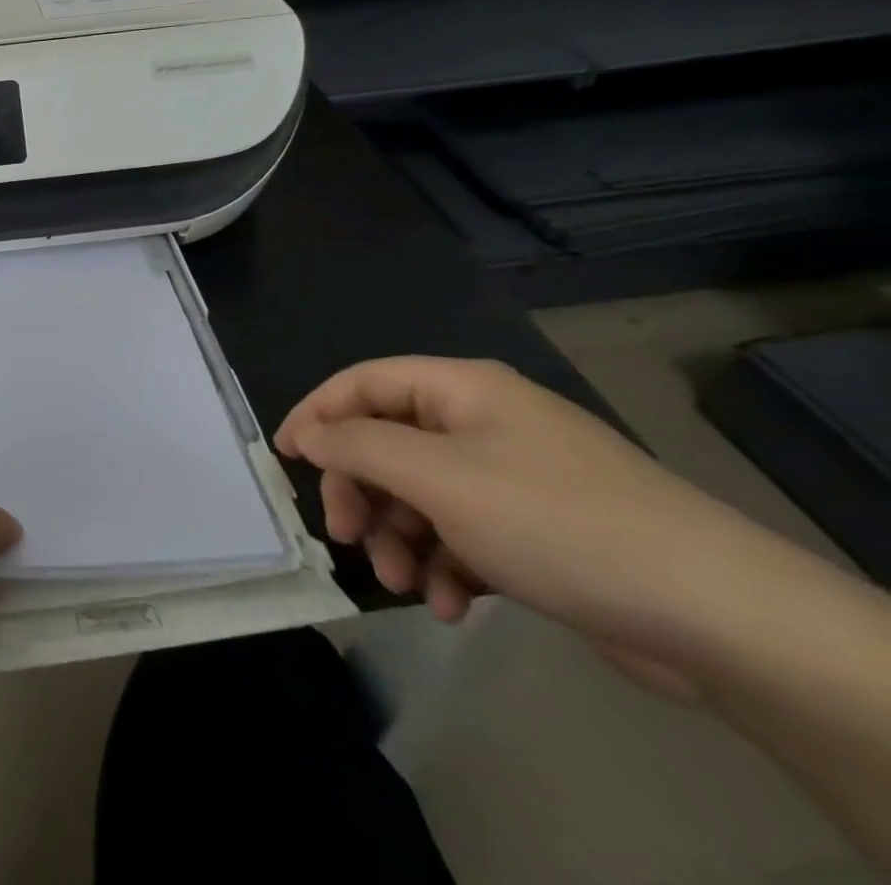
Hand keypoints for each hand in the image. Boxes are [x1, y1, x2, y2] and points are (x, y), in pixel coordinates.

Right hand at [274, 356, 763, 695]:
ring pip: (422, 495)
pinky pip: (464, 534)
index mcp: (461, 390)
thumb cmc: (553, 521)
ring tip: (405, 585)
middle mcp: (483, 423)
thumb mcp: (437, 478)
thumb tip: (308, 433)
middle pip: (389, 443)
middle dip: (362, 492)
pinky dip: (446, 566)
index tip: (283, 457)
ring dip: (401, 538)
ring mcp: (513, 477)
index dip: (317, 413)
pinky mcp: (538, 530)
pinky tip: (452, 606)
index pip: (363, 383)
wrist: (715, 615)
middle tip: (347, 537)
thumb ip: (358, 447)